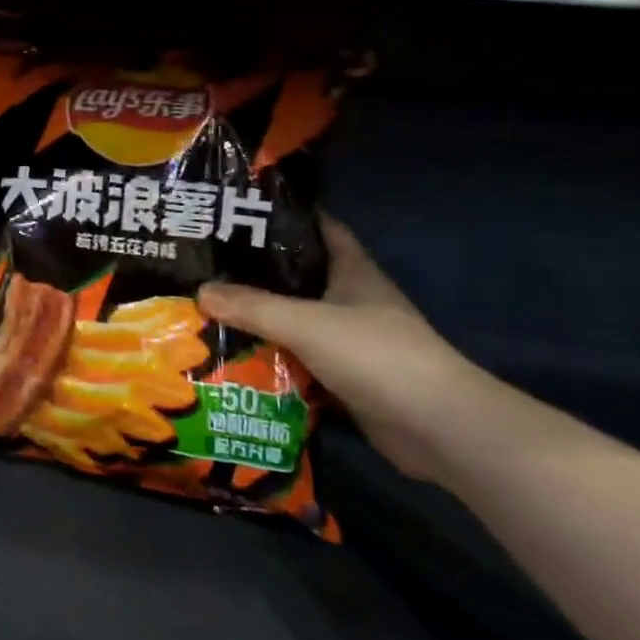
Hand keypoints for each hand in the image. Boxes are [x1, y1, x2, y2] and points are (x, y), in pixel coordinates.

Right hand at [198, 217, 500, 484]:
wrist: (440, 429)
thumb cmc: (377, 355)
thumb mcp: (306, 323)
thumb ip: (252, 307)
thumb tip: (199, 291)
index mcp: (352, 270)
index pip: (317, 227)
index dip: (284, 216)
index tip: (239, 210)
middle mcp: (351, 298)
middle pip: (299, 275)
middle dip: (258, 270)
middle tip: (208, 262)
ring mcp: (351, 340)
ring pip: (296, 319)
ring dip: (261, 317)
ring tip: (210, 305)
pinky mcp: (347, 377)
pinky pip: (300, 358)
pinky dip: (273, 357)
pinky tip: (235, 354)